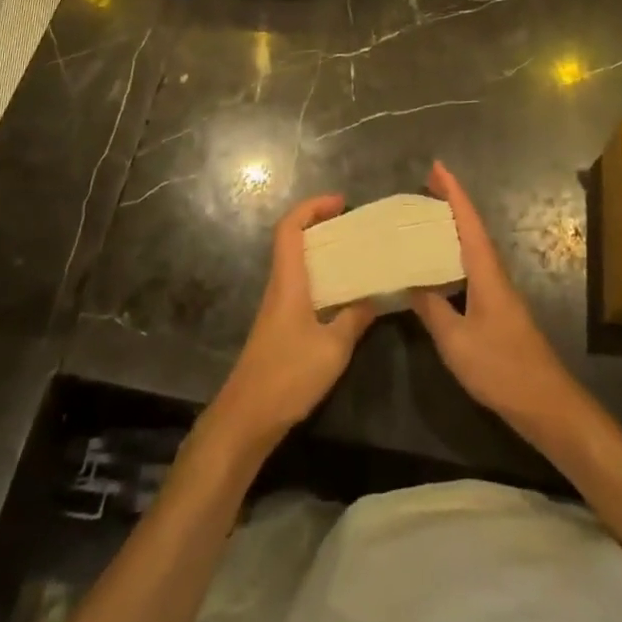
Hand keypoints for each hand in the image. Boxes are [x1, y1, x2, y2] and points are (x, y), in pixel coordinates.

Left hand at [209, 195, 375, 452]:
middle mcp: (279, 286)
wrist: (246, 418)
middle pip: (293, 240)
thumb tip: (375, 296)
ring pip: (297, 264)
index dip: (312, 207)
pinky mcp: (279, 327)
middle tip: (354, 227)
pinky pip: (300, 287)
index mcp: (288, 281)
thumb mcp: (332, 349)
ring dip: (322, 253)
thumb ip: (355, 319)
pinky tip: (343, 296)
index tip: (340, 202)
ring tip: (355, 256)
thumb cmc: (287, 376)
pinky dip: (321, 279)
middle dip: (321, 225)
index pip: (290, 228)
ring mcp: (277, 307)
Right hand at [410, 162, 584, 441]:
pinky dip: (455, 255)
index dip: (453, 192)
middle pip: (472, 228)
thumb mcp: (456, 340)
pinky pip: (472, 268)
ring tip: (426, 218)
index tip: (437, 166)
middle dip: (451, 203)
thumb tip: (408, 281)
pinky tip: (440, 267)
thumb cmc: (501, 367)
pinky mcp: (498, 310)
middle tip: (425, 185)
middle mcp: (494, 273)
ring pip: (473, 248)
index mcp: (485, 271)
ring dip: (453, 228)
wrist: (545, 403)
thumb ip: (431, 308)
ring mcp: (498, 292)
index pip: (468, 221)